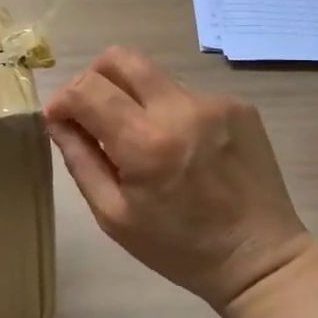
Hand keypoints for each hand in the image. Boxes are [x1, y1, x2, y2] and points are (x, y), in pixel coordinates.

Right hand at [46, 48, 311, 311]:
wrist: (260, 259)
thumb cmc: (179, 247)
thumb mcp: (114, 216)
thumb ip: (80, 159)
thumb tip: (57, 119)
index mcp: (146, 143)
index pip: (88, 89)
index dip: (63, 98)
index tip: (60, 119)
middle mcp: (181, 109)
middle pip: (120, 58)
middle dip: (94, 78)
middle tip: (92, 113)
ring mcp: (215, 103)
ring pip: (153, 76)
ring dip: (134, 98)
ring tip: (144, 140)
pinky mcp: (239, 105)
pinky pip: (186, 94)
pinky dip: (170, 112)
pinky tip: (182, 149)